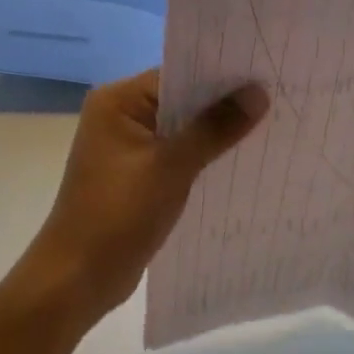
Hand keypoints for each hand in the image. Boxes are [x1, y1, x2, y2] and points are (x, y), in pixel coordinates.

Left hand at [28, 69, 267, 328]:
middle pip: (182, 100)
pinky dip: (204, 157)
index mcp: (117, 102)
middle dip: (224, 104)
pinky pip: (178, 155)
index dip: (221, 75)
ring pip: (183, 129)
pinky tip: (240, 160)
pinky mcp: (138, 175)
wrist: (77, 279)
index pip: (178, 74)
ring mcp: (128, 148)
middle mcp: (120, 116)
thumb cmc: (118, 215)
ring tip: (270, 126)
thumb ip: (215, 127)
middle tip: (277, 98)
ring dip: (217, 132)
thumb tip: (258, 92)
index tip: (265, 74)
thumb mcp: (172, 167)